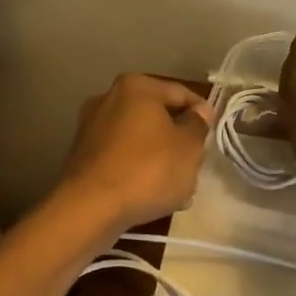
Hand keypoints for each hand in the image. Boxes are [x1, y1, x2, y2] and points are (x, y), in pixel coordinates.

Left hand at [56, 74, 214, 235]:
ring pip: (140, 140)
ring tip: (178, 186)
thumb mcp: (188, 147)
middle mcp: (109, 99)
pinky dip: (138, 170)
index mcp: (137, 87)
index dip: (202, 113)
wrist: (91, 208)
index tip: (213, 134)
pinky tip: (152, 194)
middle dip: (178, 139)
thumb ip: (198, 125)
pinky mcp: (83, 156)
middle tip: (196, 163)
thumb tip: (200, 111)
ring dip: (160, 158)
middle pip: (157, 117)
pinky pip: (121, 158)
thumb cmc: (148, 169)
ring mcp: (91, 127)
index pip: (180, 93)